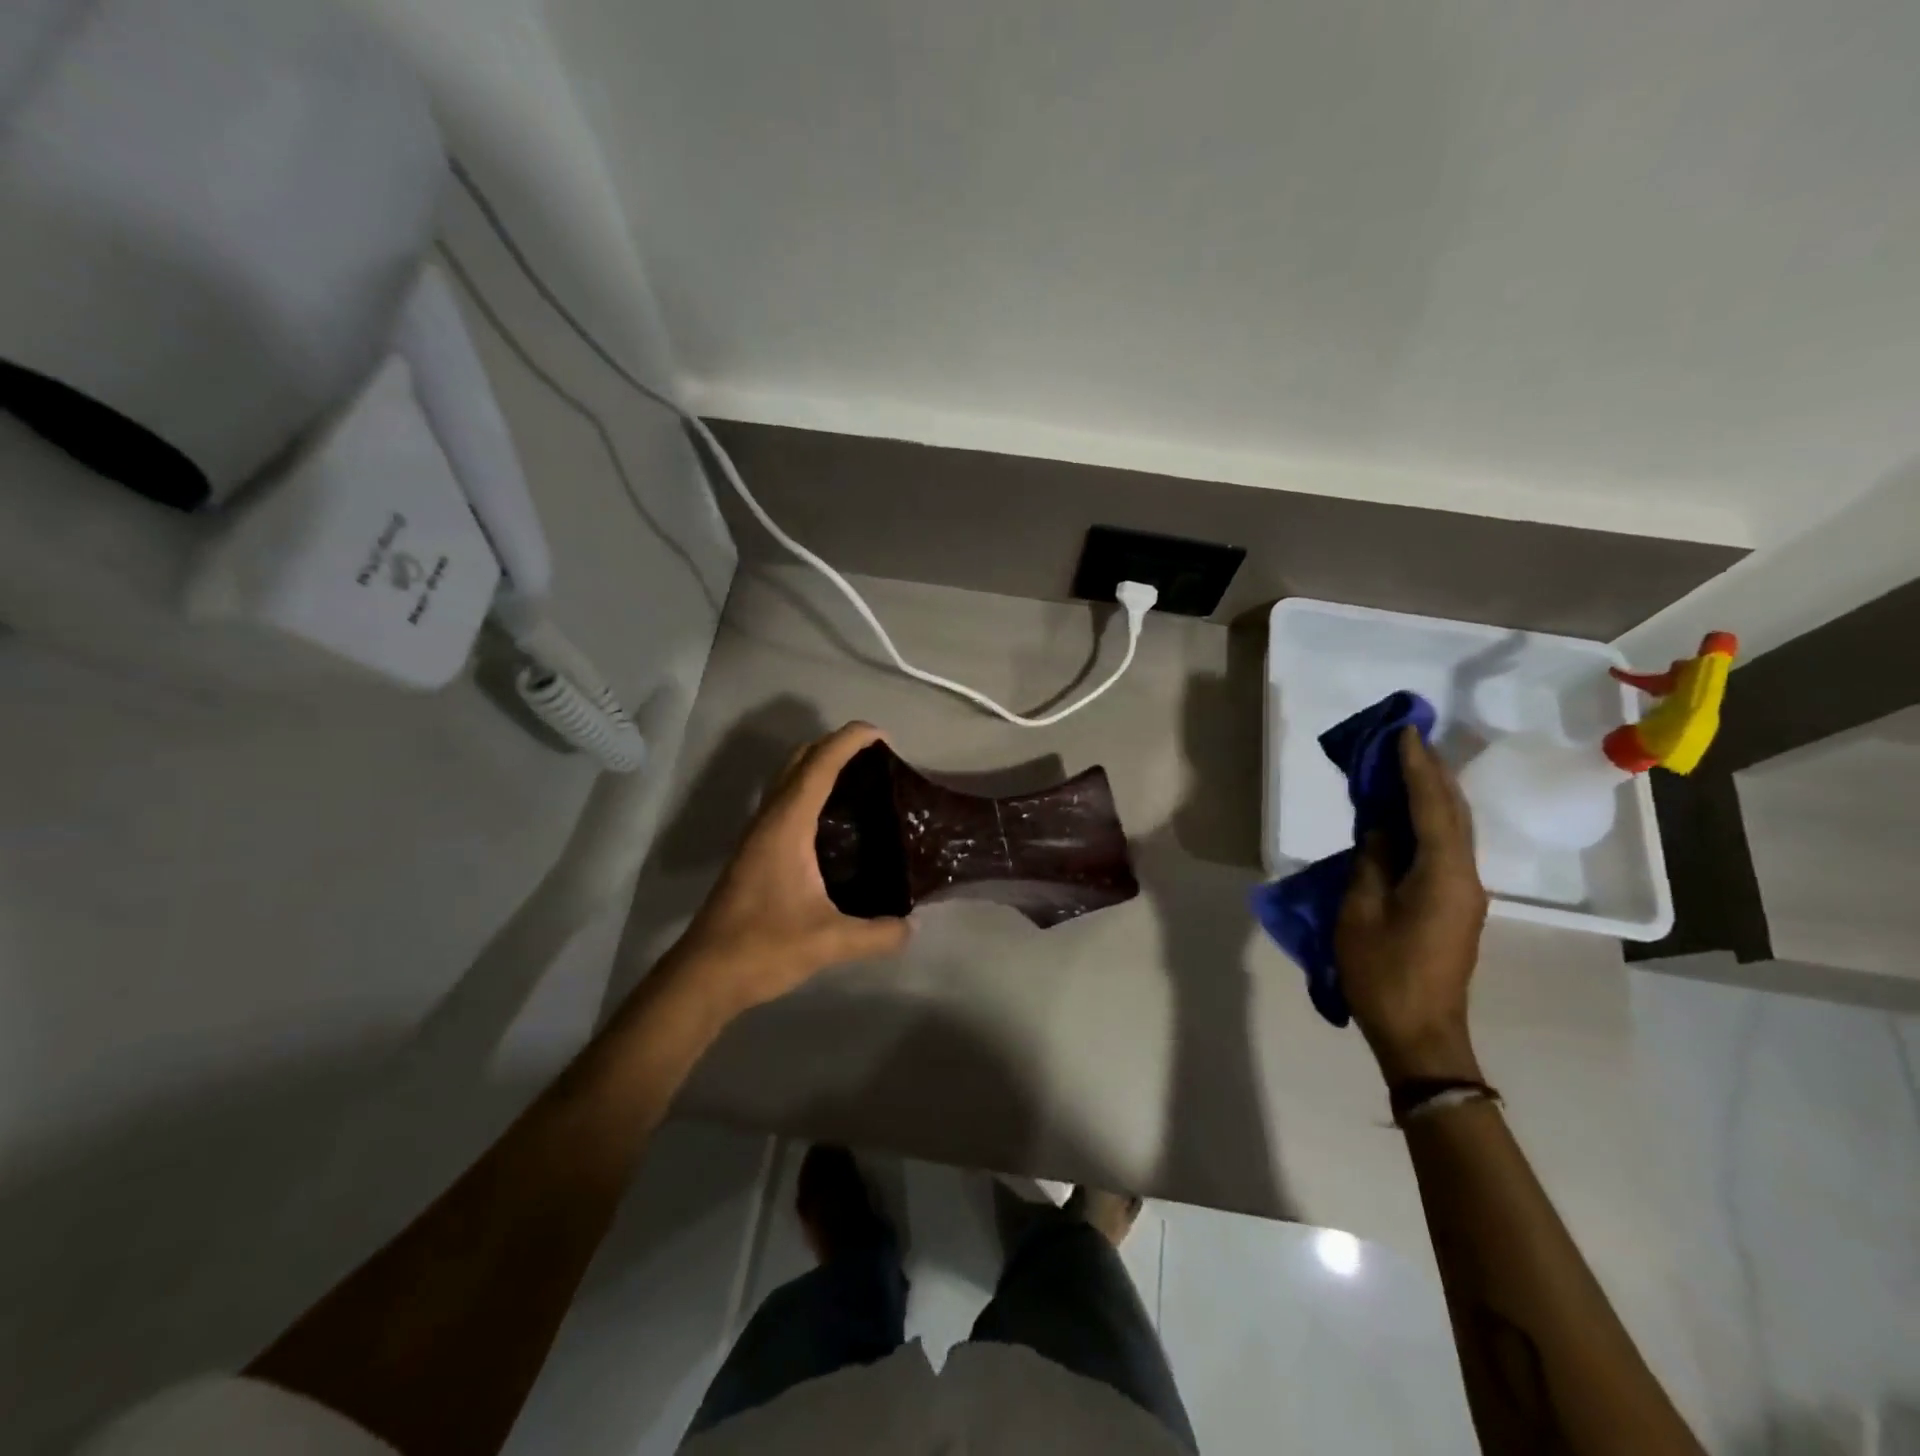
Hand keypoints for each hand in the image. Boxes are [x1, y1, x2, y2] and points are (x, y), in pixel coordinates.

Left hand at [672, 722, 910, 1012]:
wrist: (704, 975)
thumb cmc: (763, 947)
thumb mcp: (829, 942)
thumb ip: (876, 934)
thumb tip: (911, 926)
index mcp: (786, 826)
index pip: (819, 765)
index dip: (849, 741)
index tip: (882, 735)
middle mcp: (769, 820)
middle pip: (800, 761)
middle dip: (835, 745)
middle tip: (876, 757)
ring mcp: (758, 835)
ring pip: (789, 780)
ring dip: (820, 766)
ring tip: (860, 780)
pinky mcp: (755, 852)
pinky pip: (786, 802)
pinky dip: (810, 791)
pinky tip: (833, 821)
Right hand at [1334, 727, 1489, 1082]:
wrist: (1420, 1032)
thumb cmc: (1382, 973)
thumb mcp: (1360, 913)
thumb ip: (1372, 862)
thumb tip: (1381, 829)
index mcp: (1443, 875)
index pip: (1431, 806)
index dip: (1417, 767)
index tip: (1404, 731)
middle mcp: (1465, 876)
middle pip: (1453, 812)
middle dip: (1432, 772)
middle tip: (1407, 738)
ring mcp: (1465, 892)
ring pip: (1454, 828)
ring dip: (1433, 793)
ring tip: (1407, 764)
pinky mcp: (1456, 904)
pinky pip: (1446, 847)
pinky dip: (1429, 819)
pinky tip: (1409, 812)